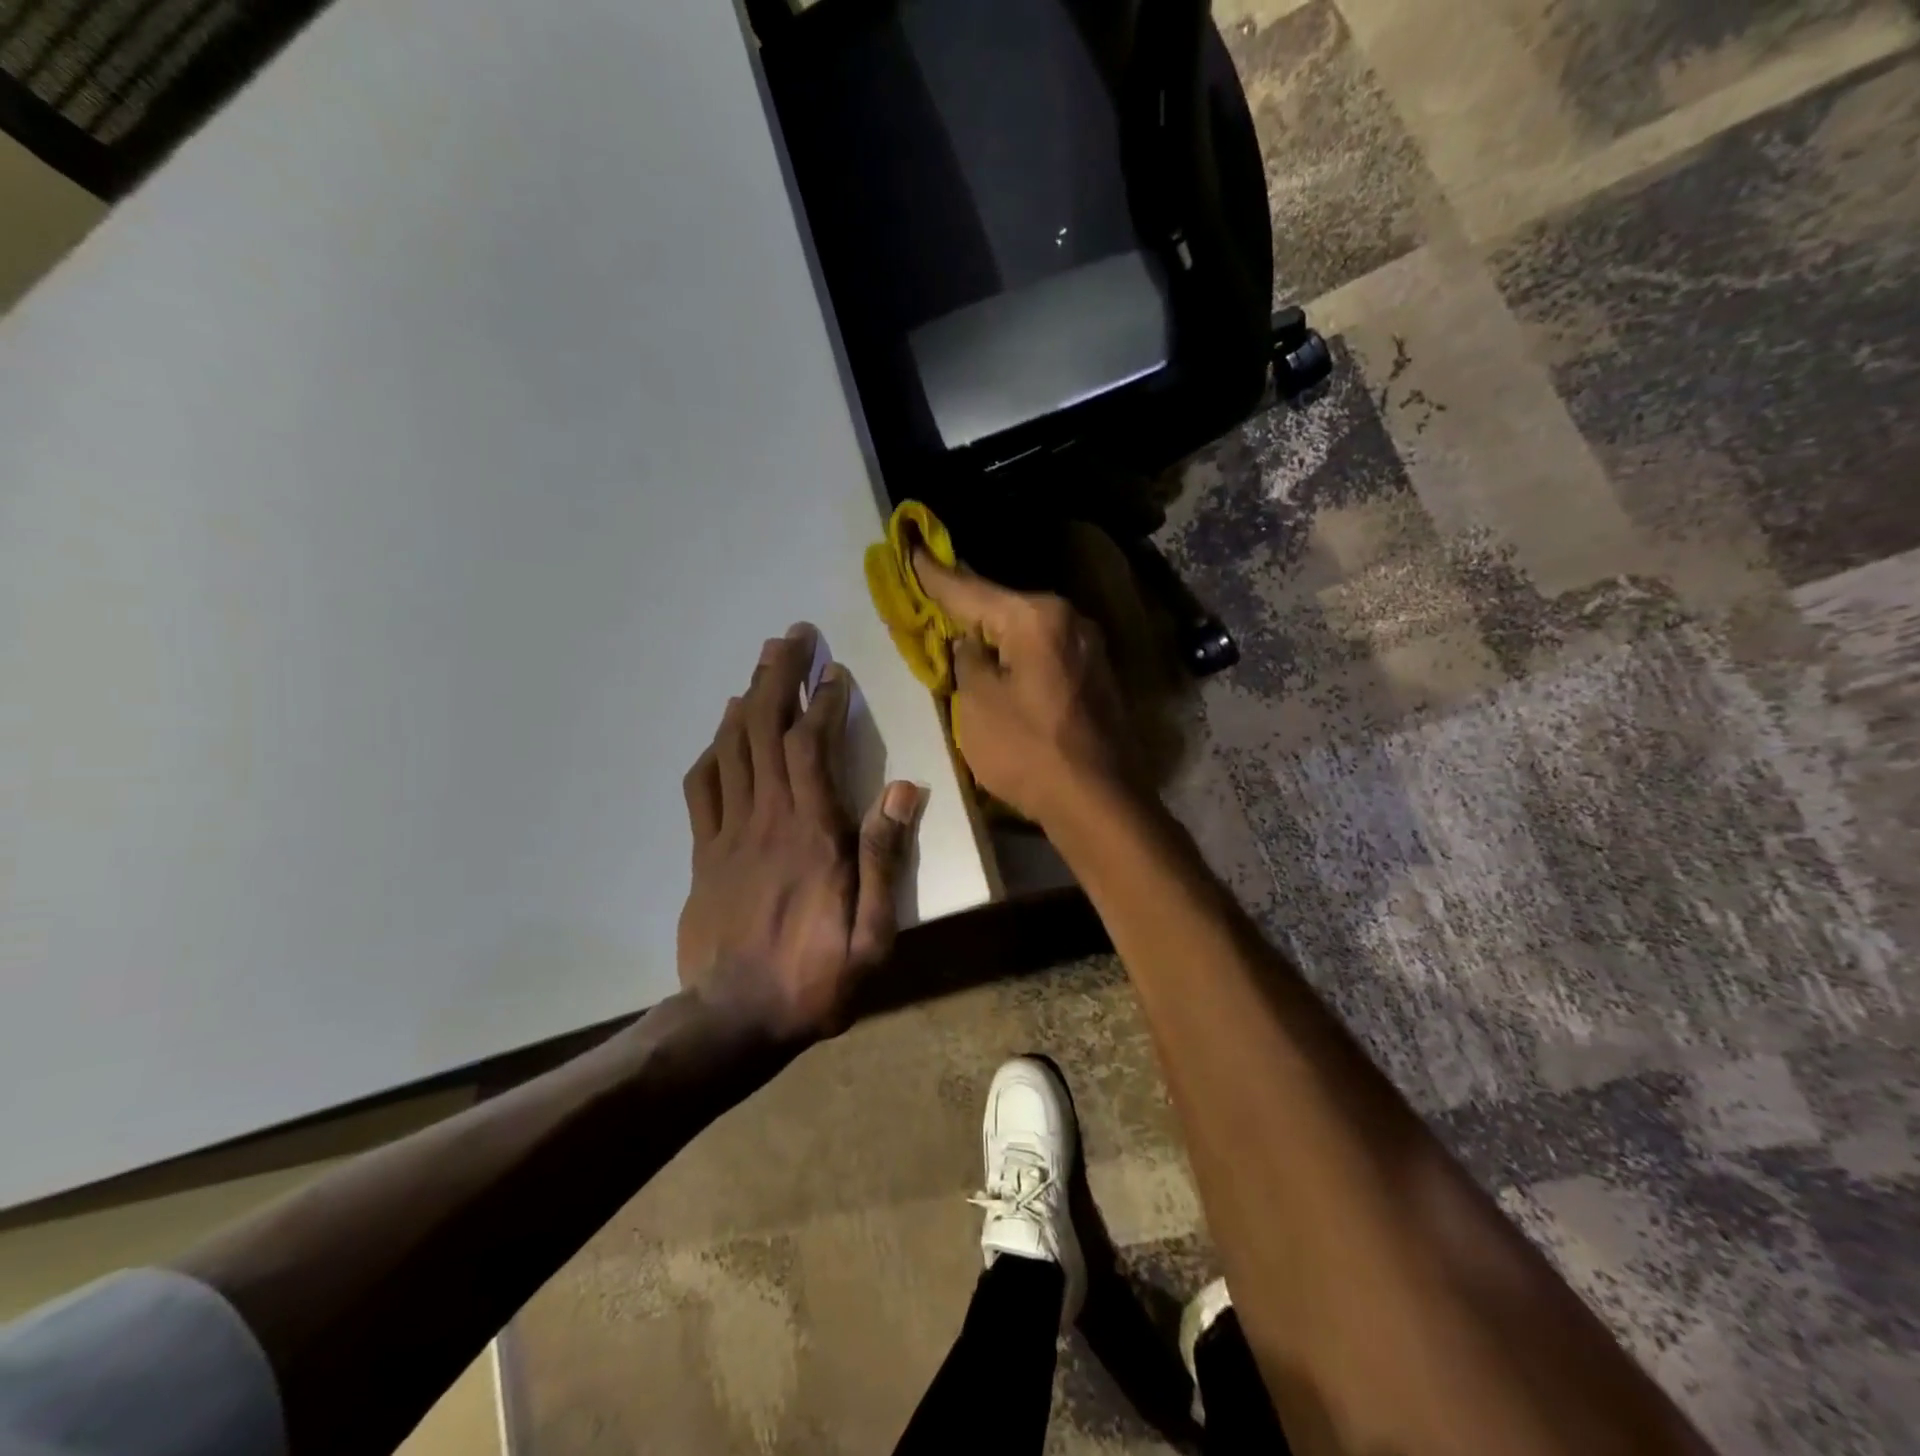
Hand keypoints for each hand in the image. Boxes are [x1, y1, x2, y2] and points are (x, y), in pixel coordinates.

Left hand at [677, 625, 920, 1043]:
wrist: (733, 1022)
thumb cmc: (815, 979)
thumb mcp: (873, 935)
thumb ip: (885, 858)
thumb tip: (903, 790)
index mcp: (812, 834)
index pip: (810, 747)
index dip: (822, 702)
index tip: (834, 672)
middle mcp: (767, 820)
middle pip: (763, 730)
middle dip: (777, 677)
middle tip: (790, 637)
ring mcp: (727, 834)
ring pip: (732, 749)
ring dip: (745, 699)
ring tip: (762, 664)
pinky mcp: (703, 853)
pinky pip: (702, 787)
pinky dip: (713, 749)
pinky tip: (723, 730)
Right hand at [914, 552, 1140, 828]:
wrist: (1099, 802)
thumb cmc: (1028, 752)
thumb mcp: (976, 705)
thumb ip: (967, 661)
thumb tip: (970, 644)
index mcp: (1036, 617)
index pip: (970, 588)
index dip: (932, 573)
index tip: (909, 545)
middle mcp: (1068, 620)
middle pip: (1003, 605)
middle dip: (965, 603)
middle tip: (928, 590)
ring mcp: (1087, 647)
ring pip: (1025, 629)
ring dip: (992, 631)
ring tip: (958, 628)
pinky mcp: (1094, 676)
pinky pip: (1043, 651)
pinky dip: (1017, 653)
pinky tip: (999, 661)